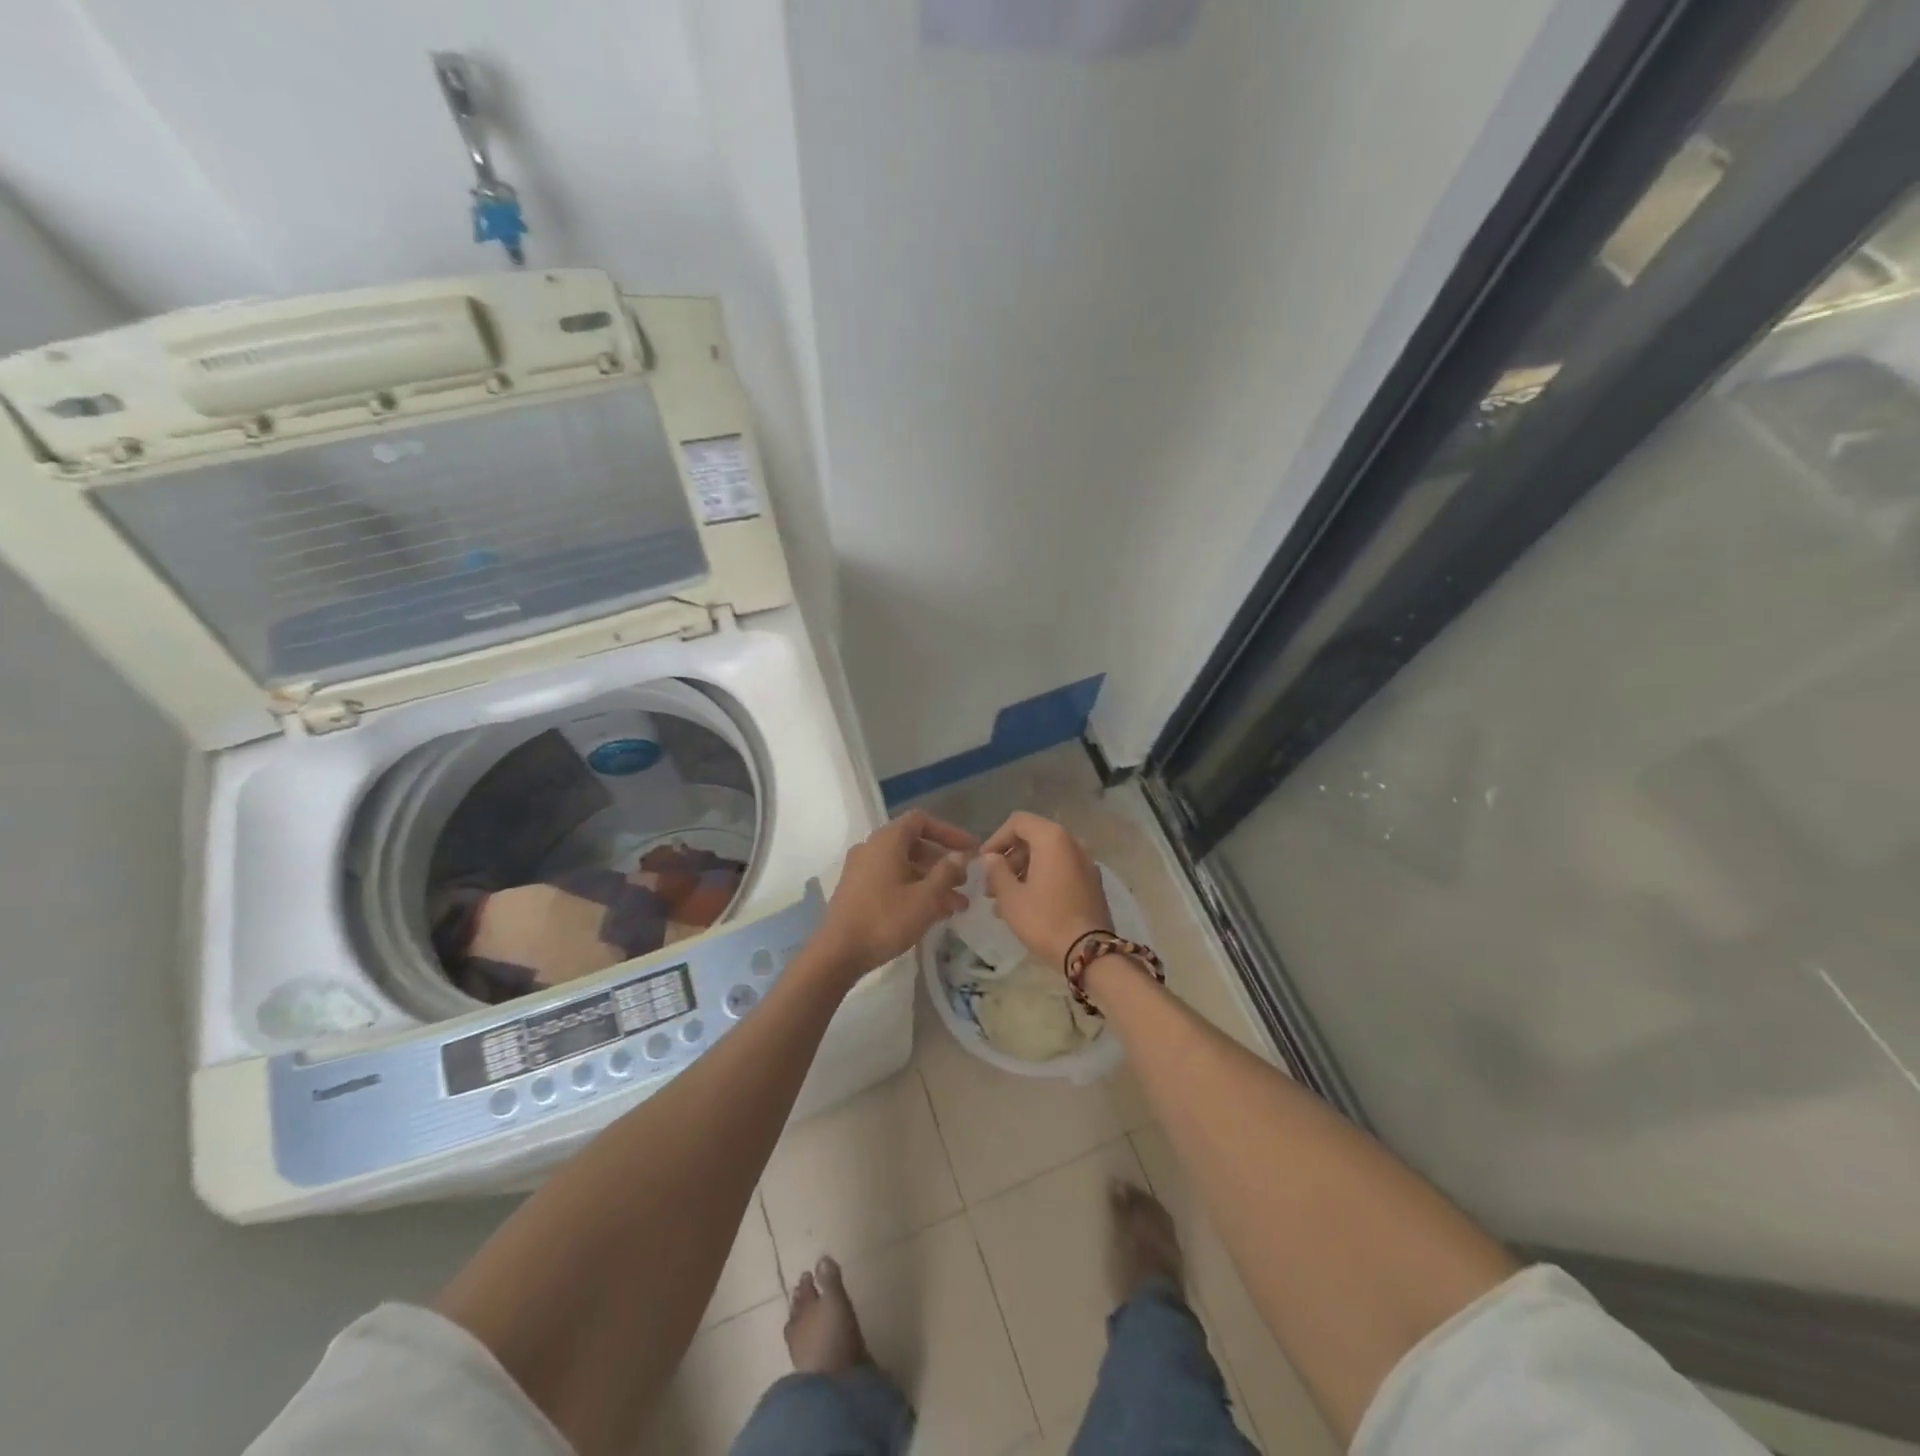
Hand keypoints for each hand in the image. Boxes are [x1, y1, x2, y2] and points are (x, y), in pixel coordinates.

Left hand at [815, 810, 976, 979]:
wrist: (838, 953)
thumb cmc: (885, 919)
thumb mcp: (925, 898)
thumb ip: (946, 873)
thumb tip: (960, 855)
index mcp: (887, 840)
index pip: (921, 820)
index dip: (949, 832)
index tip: (970, 851)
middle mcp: (872, 848)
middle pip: (914, 845)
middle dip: (942, 863)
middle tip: (965, 882)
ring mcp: (861, 869)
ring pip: (904, 866)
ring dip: (931, 881)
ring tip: (957, 905)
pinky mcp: (857, 890)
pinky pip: (891, 880)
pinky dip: (913, 890)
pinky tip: (933, 913)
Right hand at [979, 811, 1113, 965]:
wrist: (1089, 953)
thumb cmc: (1044, 920)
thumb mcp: (1011, 897)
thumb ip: (997, 871)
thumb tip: (991, 858)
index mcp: (1053, 839)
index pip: (1018, 822)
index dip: (996, 839)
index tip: (983, 863)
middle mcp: (1073, 843)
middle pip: (1033, 839)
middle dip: (1008, 859)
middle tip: (990, 886)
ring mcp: (1086, 863)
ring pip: (1046, 857)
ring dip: (1022, 872)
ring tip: (1002, 901)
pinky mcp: (1092, 883)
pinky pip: (1060, 871)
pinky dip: (1041, 879)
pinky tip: (1025, 905)